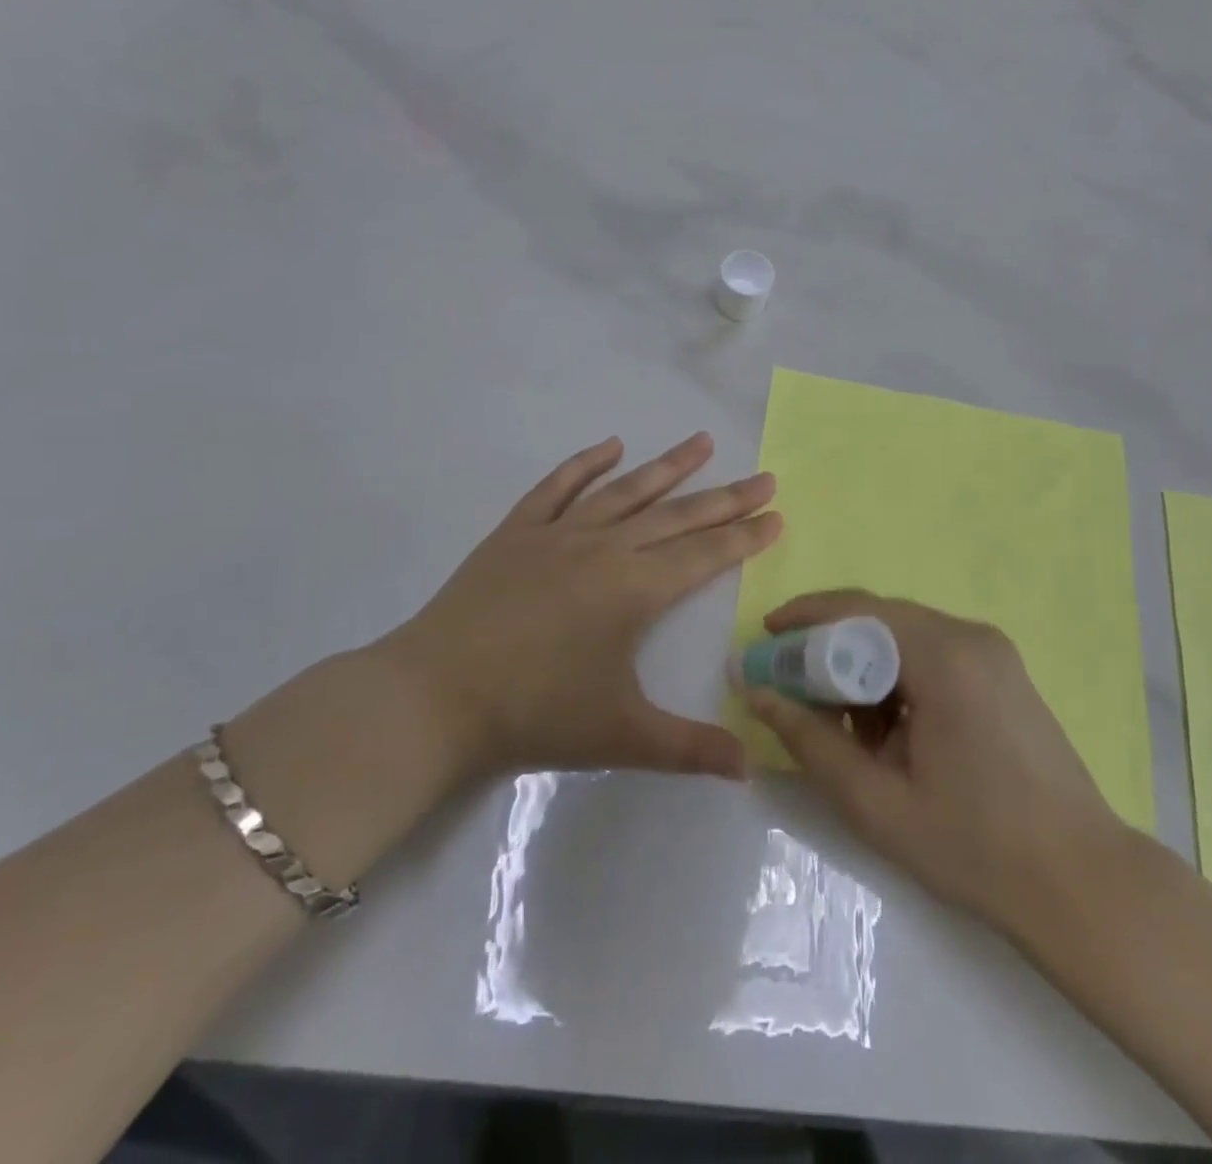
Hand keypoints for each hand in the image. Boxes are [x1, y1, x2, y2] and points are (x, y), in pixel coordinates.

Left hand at [369, 432, 779, 785]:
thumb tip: (751, 768)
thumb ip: (690, 748)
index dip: (745, 536)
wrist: (435, 697)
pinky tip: (610, 446)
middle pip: (677, 516)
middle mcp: (605, 548)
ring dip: (667, 466)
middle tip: (764, 476)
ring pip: (625, 491)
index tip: (776, 513)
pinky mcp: (517, 532)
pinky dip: (586, 463)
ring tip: (702, 442)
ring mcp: (558, 534)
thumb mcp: (621, 736)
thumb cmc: (535, 714)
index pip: (705, 554)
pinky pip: (558, 487)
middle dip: (725, 497)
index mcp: (635, 589)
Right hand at [741, 590, 1130, 936]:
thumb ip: (809, 741)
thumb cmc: (975, 846)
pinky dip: (897, 679)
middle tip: (790, 686)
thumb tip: (756, 694)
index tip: (765, 642)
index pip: (857, 610)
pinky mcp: (1003, 672)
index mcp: (944, 656)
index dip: (804, 620)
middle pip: (880, 619)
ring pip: (905, 638)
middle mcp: (970, 636)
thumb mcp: (876, 801)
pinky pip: (932, 655)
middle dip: (829, 647)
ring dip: (864, 667)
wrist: (1082, 883)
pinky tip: (889, 732)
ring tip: (841, 724)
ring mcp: (993, 652)